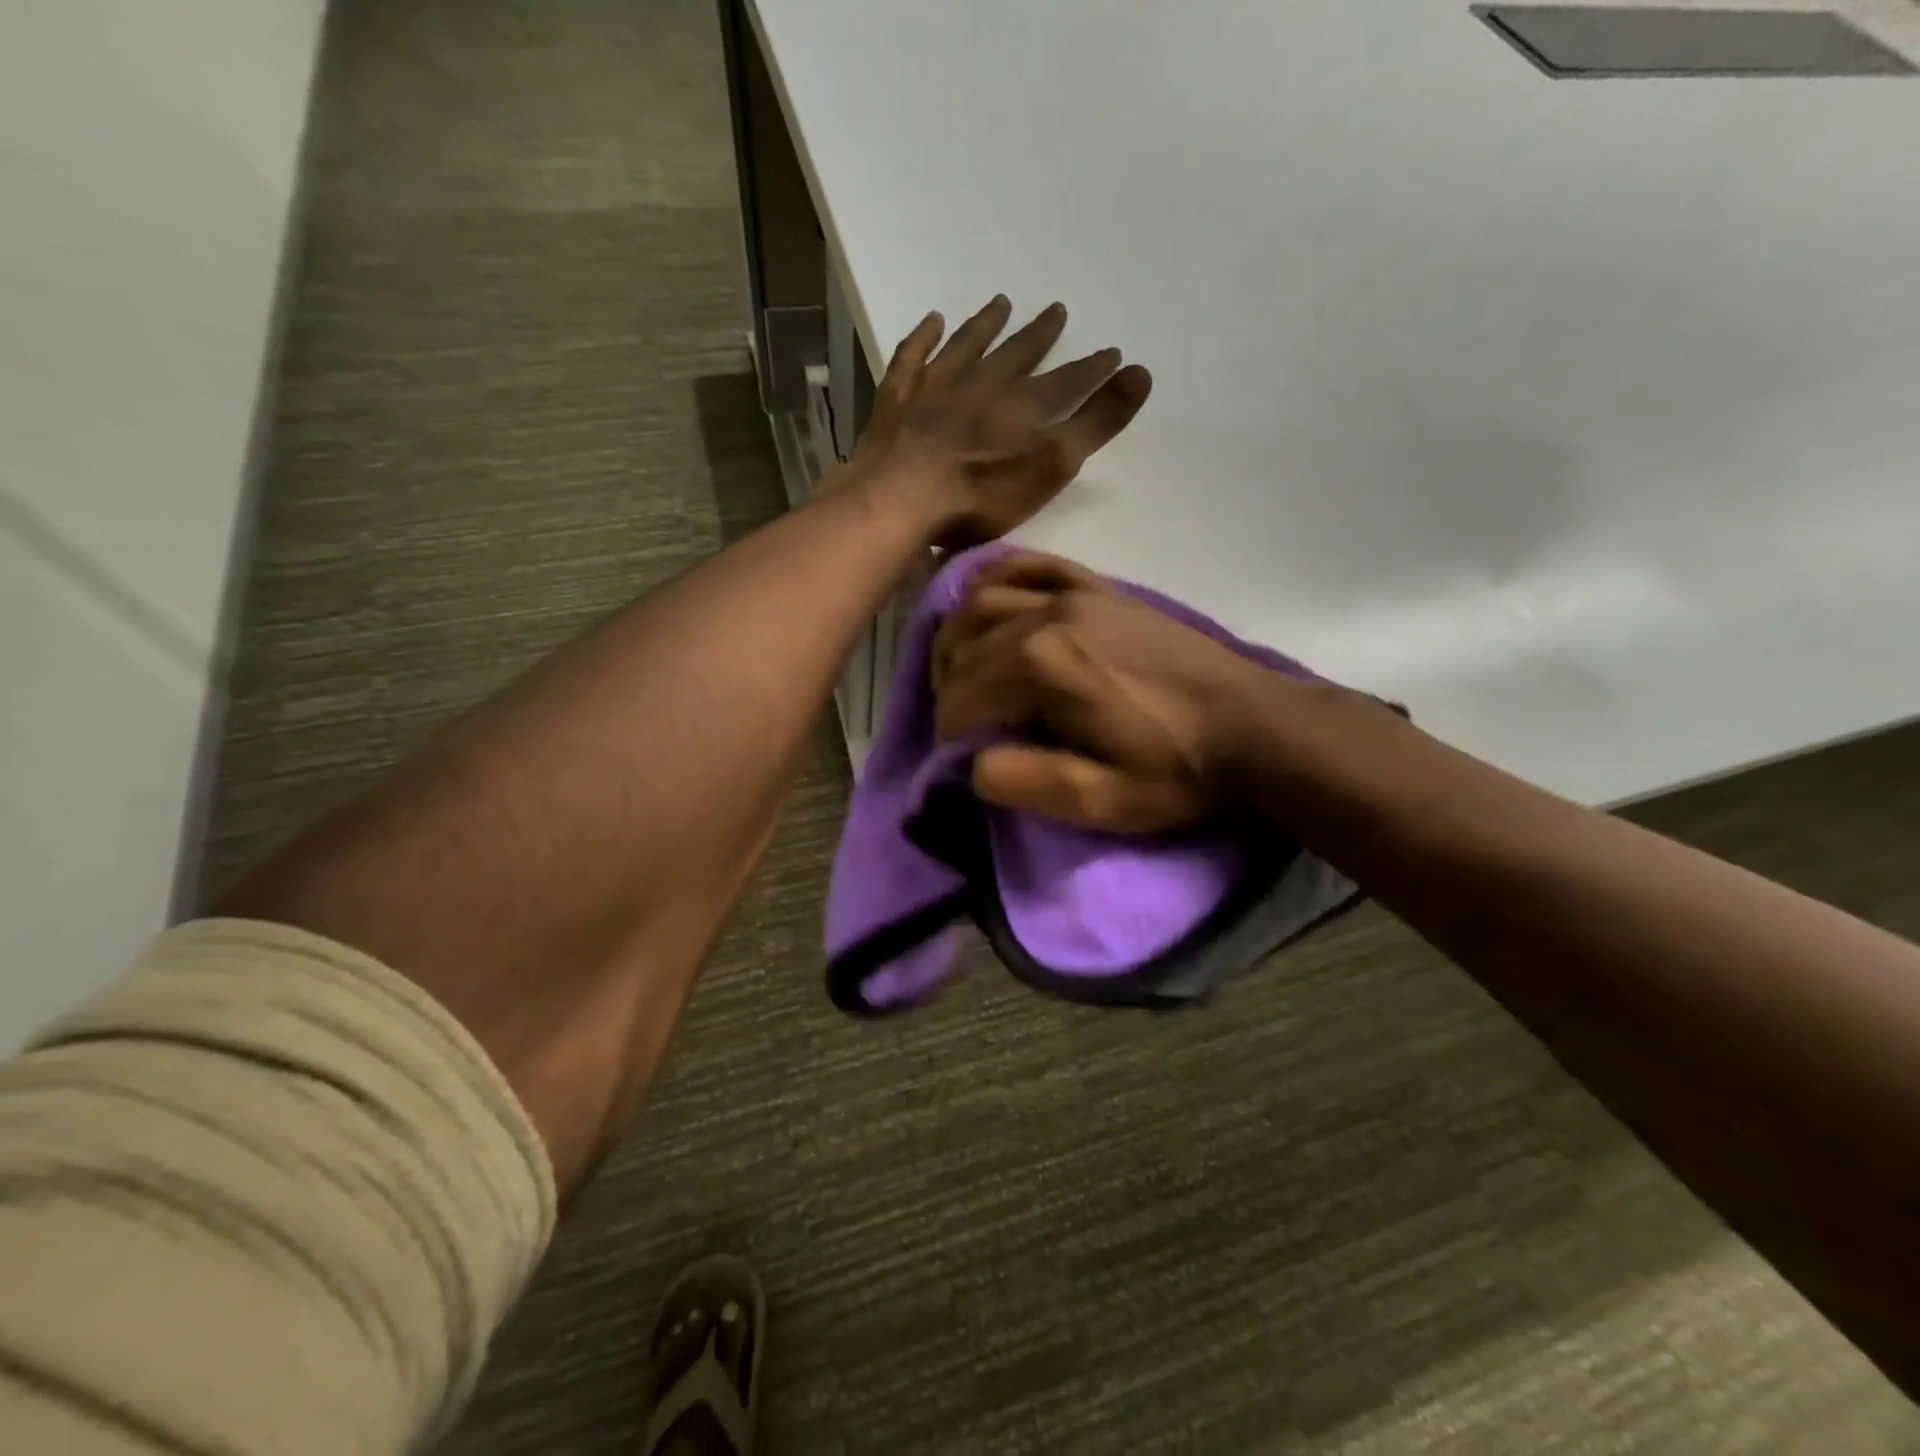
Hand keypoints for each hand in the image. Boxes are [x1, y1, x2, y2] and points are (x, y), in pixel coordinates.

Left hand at [850, 297, 1151, 545]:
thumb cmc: (978, 496)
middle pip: (1016, 355)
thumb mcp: (1049, 467)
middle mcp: (981, 386)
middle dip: (1039, 335)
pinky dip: (924, 338)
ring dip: (985, 325)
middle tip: (1057, 310)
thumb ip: (1094, 424)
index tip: (1112, 353)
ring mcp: (934, 389)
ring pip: (967, 347)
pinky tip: (932, 321)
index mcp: (1021, 408)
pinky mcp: (896, 401)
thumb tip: (1141, 373)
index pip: (1066, 382)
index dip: (1091, 369)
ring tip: (1001, 303)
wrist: (898, 498)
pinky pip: (913, 357)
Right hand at [932, 553, 1276, 832]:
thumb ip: (1025, 783)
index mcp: (1041, 666)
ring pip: (983, 599)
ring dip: (957, 635)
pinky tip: (986, 596)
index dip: (951, 731)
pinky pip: (1031, 565)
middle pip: (964, 645)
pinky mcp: (1100, 587)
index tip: (961, 756)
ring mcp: (1075, 592)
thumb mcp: (1100, 801)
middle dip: (947, 686)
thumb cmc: (1175, 770)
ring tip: (960, 669)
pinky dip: (996, 577)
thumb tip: (973, 764)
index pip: (962, 696)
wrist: (1252, 726)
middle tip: (959, 720)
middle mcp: (1047, 615)